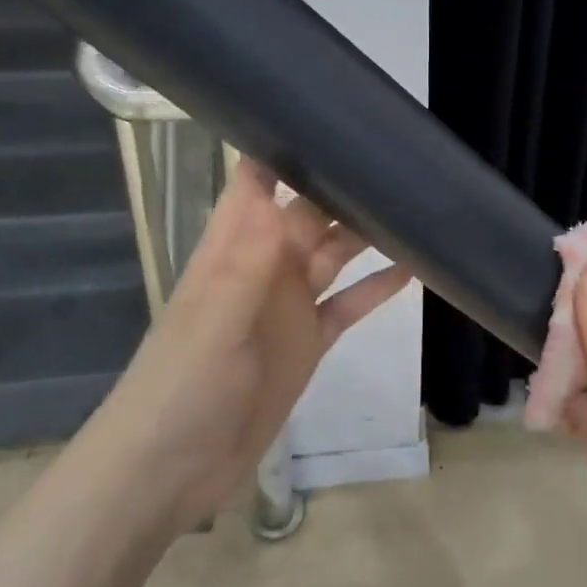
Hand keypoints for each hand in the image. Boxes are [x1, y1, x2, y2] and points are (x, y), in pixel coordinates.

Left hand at [109, 157, 408, 528]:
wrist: (171, 471)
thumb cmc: (182, 387)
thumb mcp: (215, 321)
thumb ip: (249, 261)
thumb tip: (280, 190)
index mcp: (234, 248)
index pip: (256, 180)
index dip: (285, 144)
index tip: (332, 115)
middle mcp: (264, 266)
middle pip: (307, 210)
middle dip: (343, 183)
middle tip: (397, 157)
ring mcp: (288, 304)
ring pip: (334, 252)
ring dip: (367, 231)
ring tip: (415, 204)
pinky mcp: (309, 340)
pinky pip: (348, 304)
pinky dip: (376, 287)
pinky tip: (413, 268)